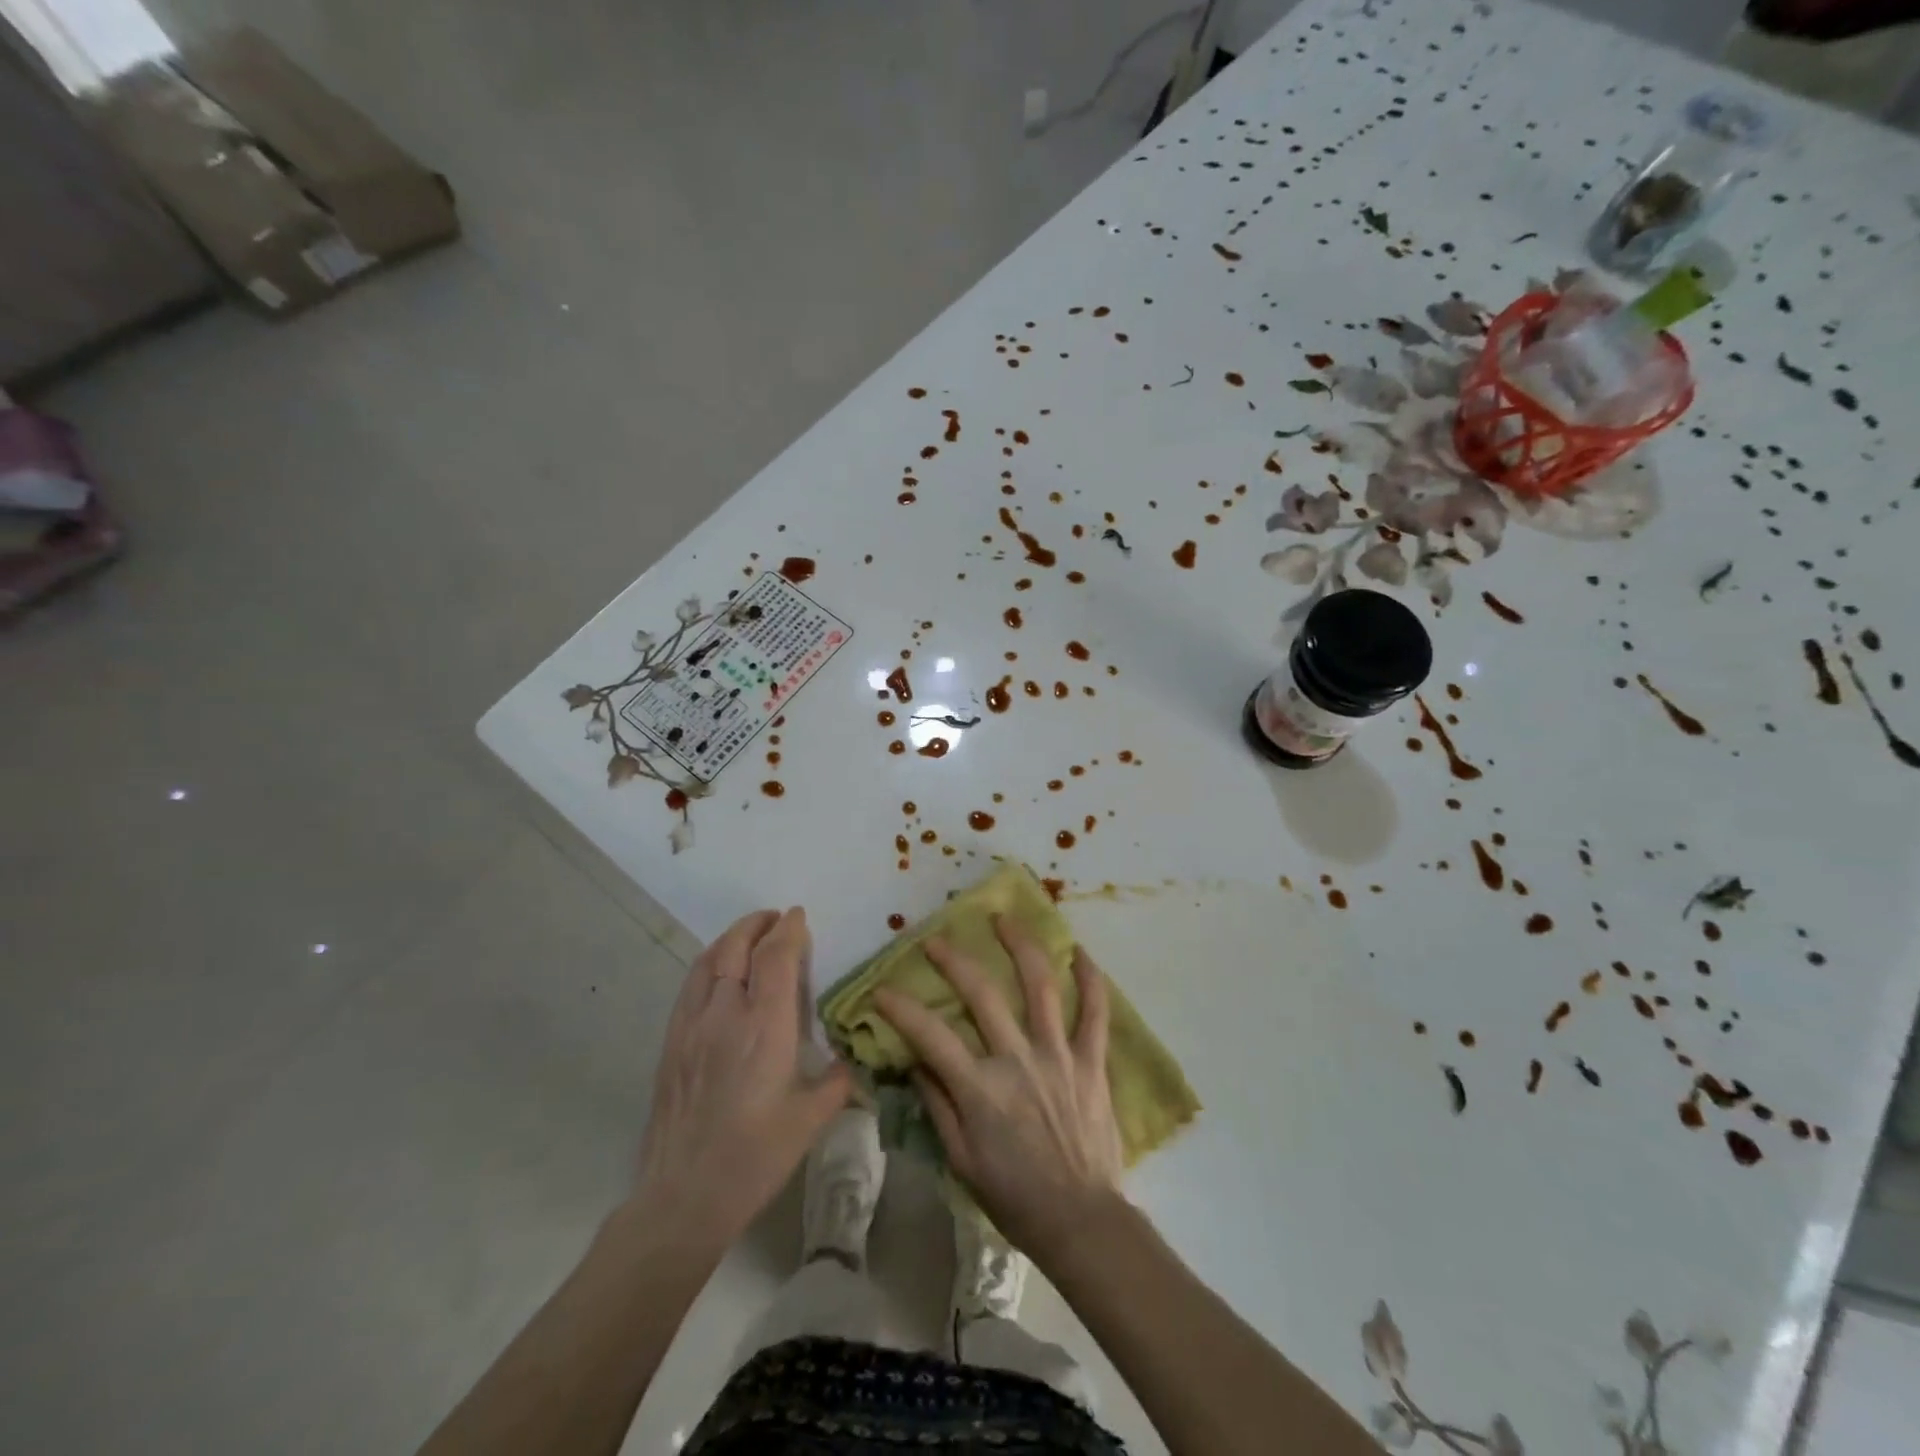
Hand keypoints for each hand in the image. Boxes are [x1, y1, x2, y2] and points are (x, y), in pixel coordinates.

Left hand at [631, 908, 851, 1253]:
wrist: (683, 1197)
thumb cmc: (754, 1158)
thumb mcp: (810, 1120)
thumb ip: (838, 1082)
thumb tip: (853, 1062)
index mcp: (765, 1027)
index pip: (776, 957)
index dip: (788, 930)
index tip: (799, 916)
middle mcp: (725, 1014)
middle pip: (736, 948)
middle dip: (757, 924)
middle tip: (775, 918)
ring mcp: (691, 1027)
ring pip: (708, 962)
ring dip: (730, 939)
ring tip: (748, 936)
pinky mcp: (671, 1043)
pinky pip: (690, 986)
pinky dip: (709, 964)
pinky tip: (718, 975)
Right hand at [874, 916, 1123, 1259]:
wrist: (1081, 1221)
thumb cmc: (1015, 1197)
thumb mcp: (961, 1161)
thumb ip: (938, 1106)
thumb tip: (917, 1062)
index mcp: (980, 1088)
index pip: (930, 1036)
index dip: (901, 1009)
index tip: (882, 990)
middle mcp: (1017, 1059)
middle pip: (982, 994)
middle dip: (954, 961)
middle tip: (936, 940)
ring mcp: (1058, 1055)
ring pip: (1040, 986)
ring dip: (1021, 946)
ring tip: (1005, 919)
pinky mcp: (1091, 1061)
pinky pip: (1095, 1013)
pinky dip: (1091, 980)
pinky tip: (1080, 953)